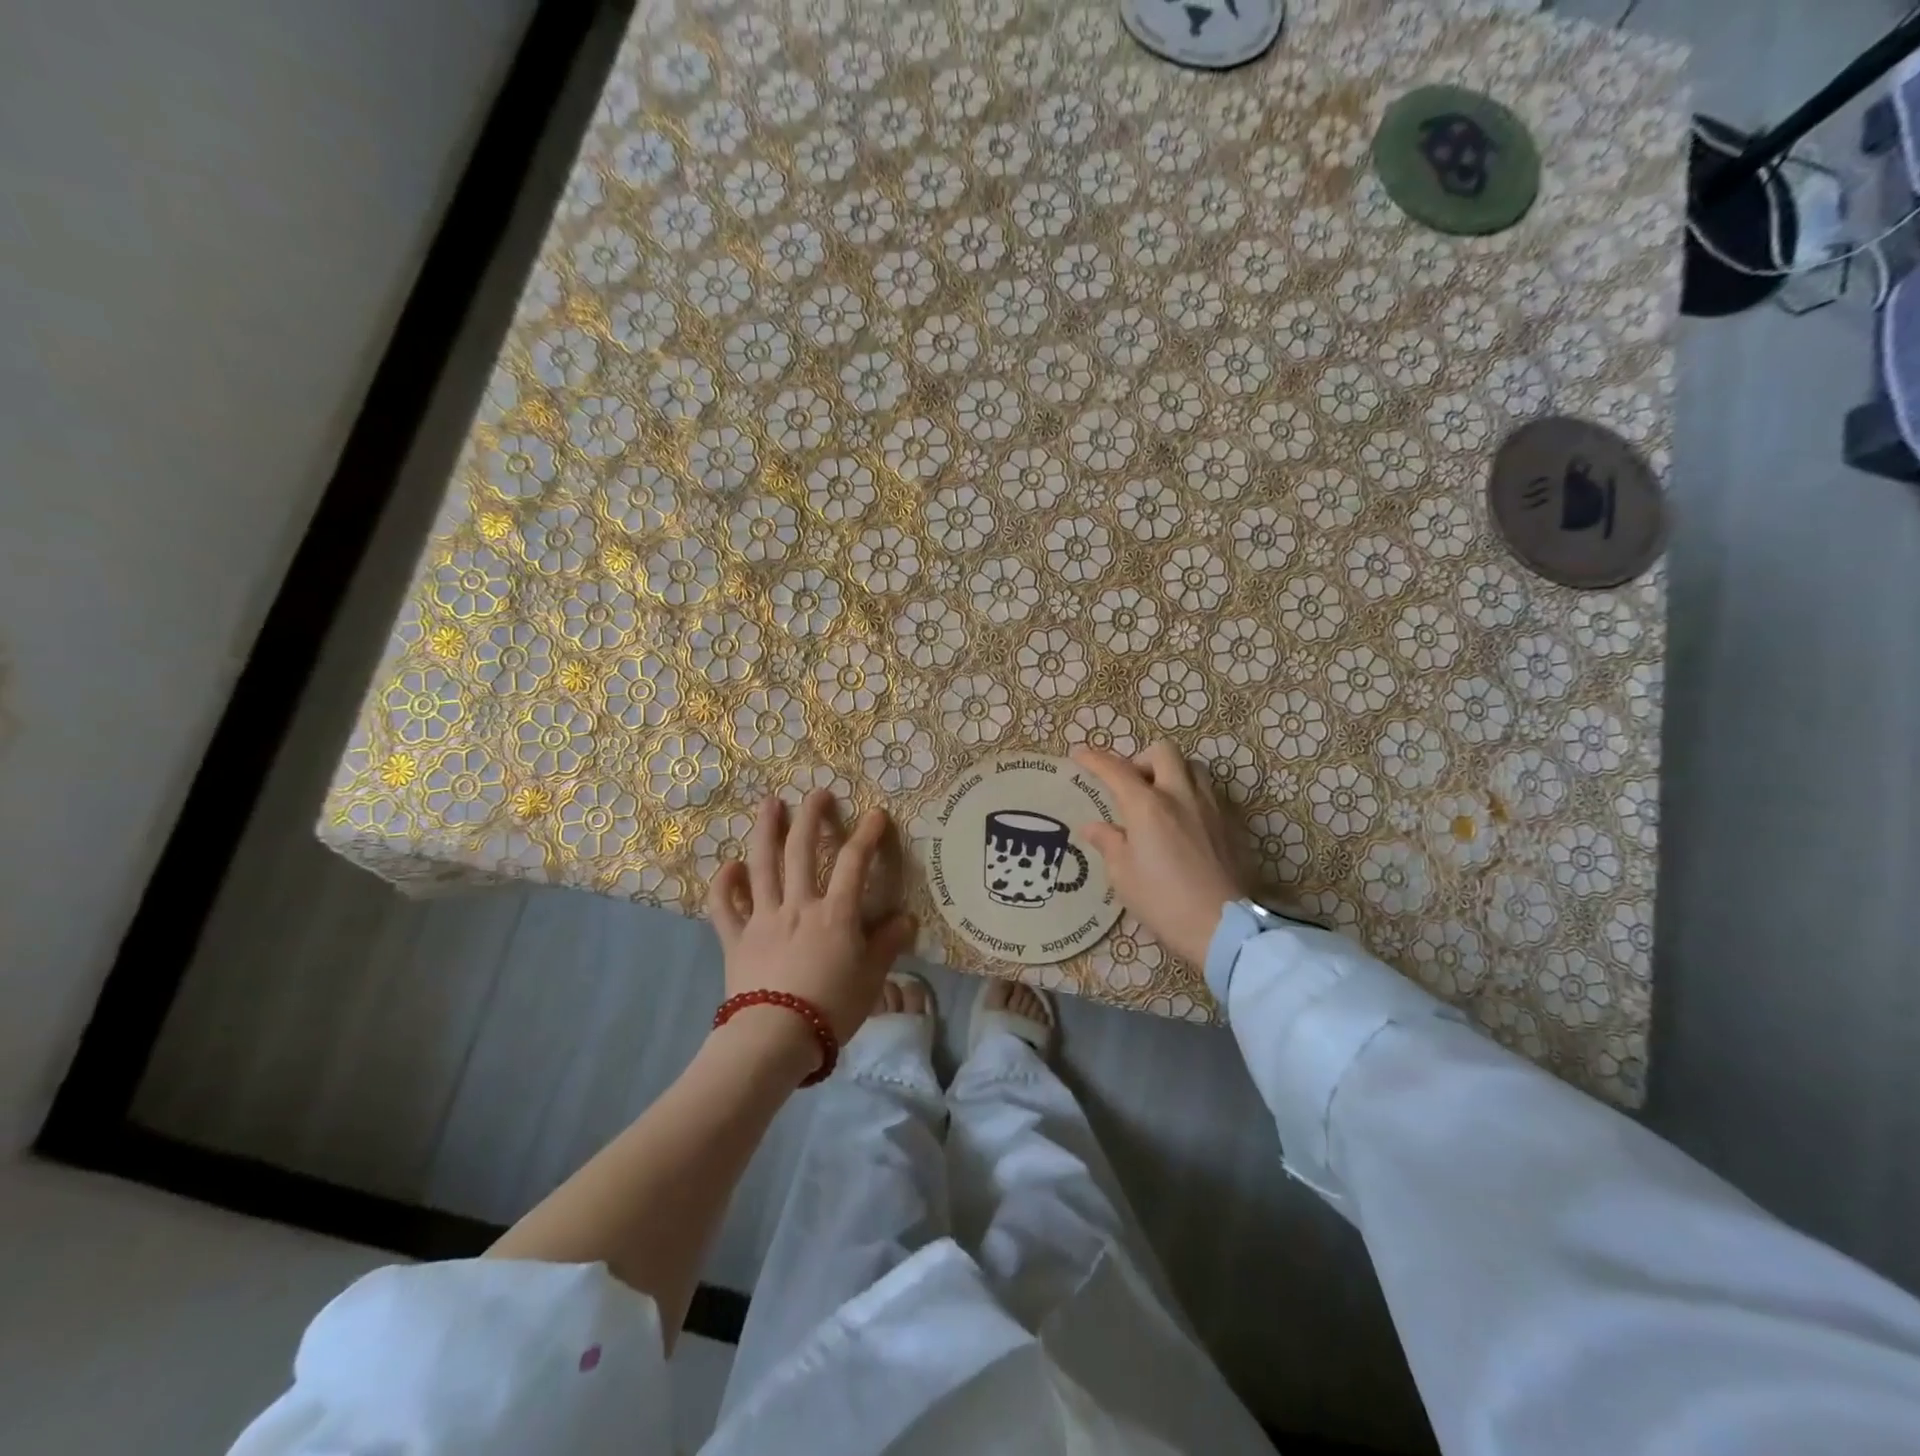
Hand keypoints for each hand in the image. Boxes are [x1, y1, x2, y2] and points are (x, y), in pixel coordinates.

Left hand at [708, 792, 917, 1048]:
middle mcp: (798, 905)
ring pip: (763, 865)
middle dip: (811, 817)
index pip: (854, 863)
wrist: (774, 1038)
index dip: (866, 835)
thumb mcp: (871, 978)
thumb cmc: (831, 1008)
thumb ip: (887, 944)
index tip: (875, 814)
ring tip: (770, 804)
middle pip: (802, 851)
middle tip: (816, 793)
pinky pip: (725, 906)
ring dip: (766, 831)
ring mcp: (763, 918)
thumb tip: (906, 919)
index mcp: (835, 913)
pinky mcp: (736, 939)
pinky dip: (724, 884)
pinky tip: (729, 866)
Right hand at [1072, 741, 1249, 965]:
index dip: (1094, 759)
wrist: (1222, 926)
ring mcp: (1211, 807)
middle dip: (1141, 760)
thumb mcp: (1123, 875)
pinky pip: (1210, 793)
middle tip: (1131, 785)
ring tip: (1161, 799)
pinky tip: (1185, 822)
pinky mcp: (1232, 824)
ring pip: (1192, 767)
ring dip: (1172, 773)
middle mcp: (1180, 795)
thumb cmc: (1163, 901)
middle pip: (1163, 752)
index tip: (1079, 754)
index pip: (1115, 770)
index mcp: (1147, 806)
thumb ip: (1108, 843)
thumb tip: (1094, 827)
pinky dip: (1192, 795)